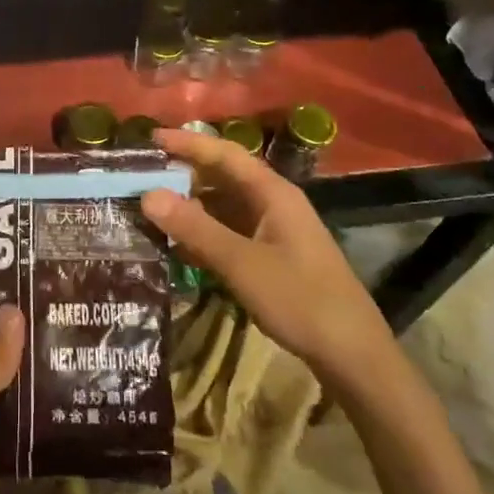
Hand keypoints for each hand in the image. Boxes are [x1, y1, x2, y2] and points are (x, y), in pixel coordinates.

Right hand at [140, 128, 398, 394]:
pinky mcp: (271, 255)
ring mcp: (273, 229)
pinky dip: (202, 231)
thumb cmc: (300, 300)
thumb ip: (195, 228)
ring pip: (223, 205)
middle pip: (222, 176)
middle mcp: (272, 202)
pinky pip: (229, 230)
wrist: (353, 355)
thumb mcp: (241, 263)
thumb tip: (147, 195)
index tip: (149, 138)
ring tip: (149, 207)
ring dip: (190, 204)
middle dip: (182, 173)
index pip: (224, 153)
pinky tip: (177, 243)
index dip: (187, 142)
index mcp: (272, 192)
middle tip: (140, 176)